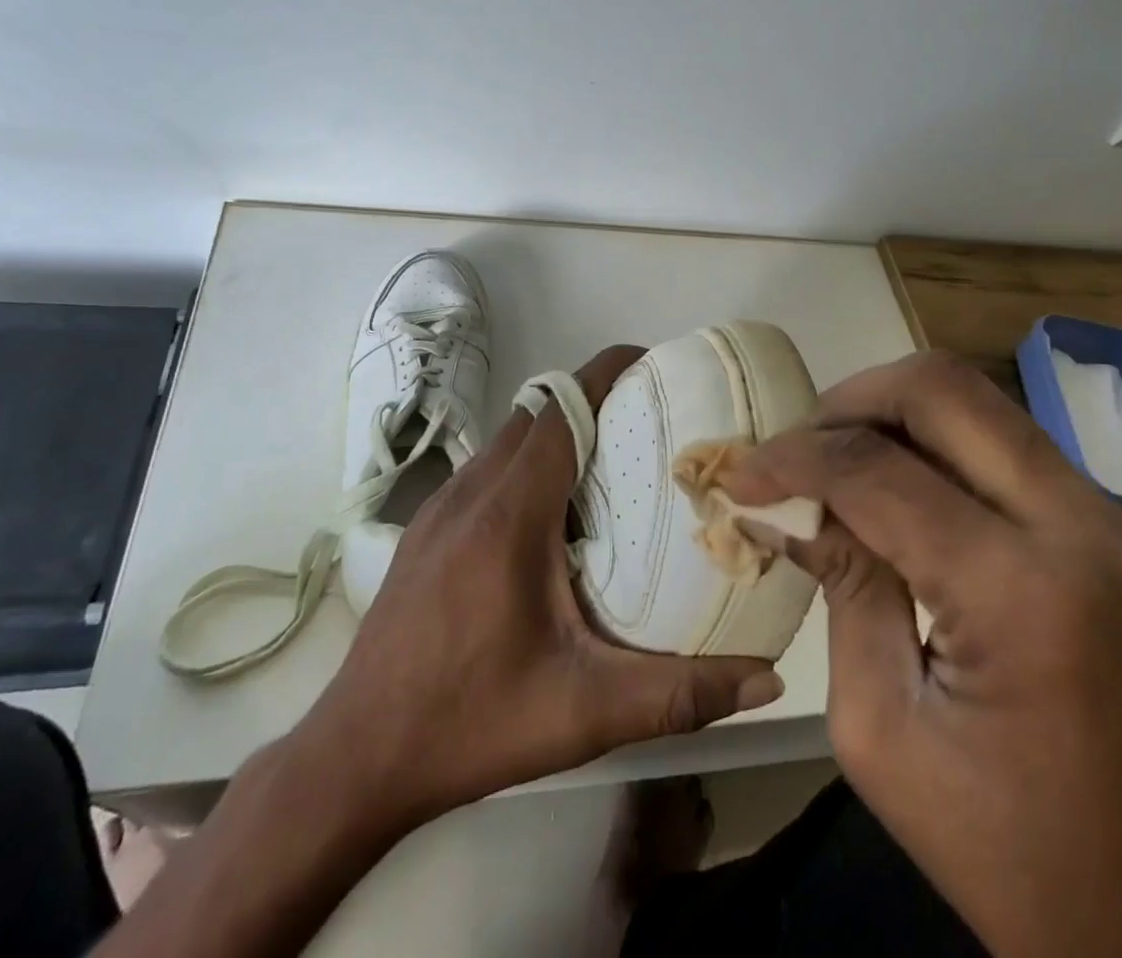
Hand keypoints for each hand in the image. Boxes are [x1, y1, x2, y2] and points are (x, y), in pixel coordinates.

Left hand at [293, 344, 784, 830]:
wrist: (356, 757)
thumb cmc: (472, 722)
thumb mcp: (583, 713)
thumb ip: (679, 694)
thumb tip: (765, 680)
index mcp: (509, 512)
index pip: (561, 410)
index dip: (605, 373)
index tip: (653, 364)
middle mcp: (470, 492)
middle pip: (536, 412)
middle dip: (591, 399)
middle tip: (648, 421)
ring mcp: (439, 507)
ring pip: (507, 438)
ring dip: (556, 431)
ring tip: (610, 462)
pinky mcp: (425, 529)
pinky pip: (486, 468)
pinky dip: (525, 462)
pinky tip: (551, 515)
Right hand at [723, 351, 1121, 957]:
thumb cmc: (1000, 850)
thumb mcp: (879, 726)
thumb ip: (840, 585)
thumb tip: (789, 503)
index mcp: (1023, 592)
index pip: (877, 469)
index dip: (793, 458)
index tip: (741, 474)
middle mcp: (1084, 528)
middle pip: (941, 390)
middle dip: (848, 402)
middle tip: (797, 451)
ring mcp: (1114, 521)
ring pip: (977, 404)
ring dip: (891, 417)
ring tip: (837, 466)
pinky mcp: (1117, 531)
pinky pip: (1005, 446)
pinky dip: (935, 447)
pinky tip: (896, 491)